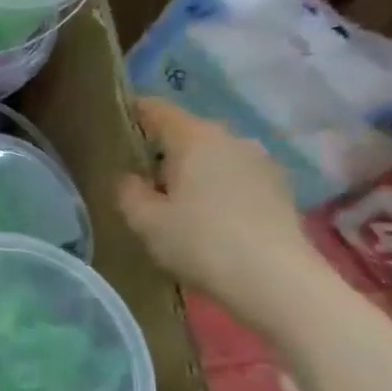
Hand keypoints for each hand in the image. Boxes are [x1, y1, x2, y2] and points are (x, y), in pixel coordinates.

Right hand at [117, 97, 326, 333]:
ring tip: (173, 200)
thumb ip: (128, 191)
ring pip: (213, 154)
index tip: (112, 128)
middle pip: (186, 132)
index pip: (155, 108)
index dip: (131, 113)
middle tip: (139, 176)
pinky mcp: (279, 188)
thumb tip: (130, 177)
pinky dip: (216, 186)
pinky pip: (234, 175)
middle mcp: (231, 138)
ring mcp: (260, 162)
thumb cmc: (201, 242)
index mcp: (194, 137)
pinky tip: (207, 216)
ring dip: (192, 169)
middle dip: (161, 148)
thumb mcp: (144, 220)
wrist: (278, 282)